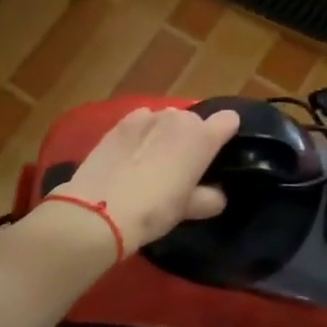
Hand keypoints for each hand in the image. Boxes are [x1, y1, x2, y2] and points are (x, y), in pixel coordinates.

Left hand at [52, 106, 241, 250]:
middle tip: (180, 167)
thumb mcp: (188, 210)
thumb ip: (209, 198)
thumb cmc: (154, 210)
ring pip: (166, 120)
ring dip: (165, 134)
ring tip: (151, 160)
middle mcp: (178, 118)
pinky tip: (130, 155)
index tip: (217, 154)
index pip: (228, 120)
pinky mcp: (120, 122)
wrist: (98, 211)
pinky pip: (141, 121)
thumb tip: (216, 195)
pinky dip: (141, 133)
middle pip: (194, 121)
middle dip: (191, 138)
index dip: (225, 134)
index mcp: (202, 137)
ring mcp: (147, 116)